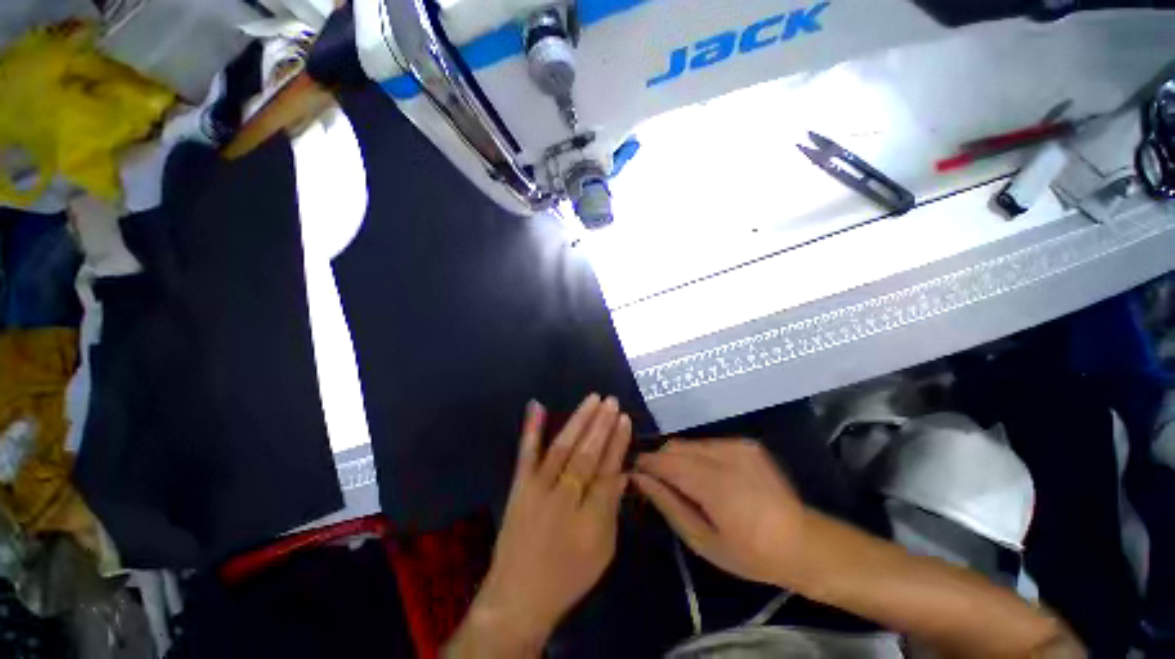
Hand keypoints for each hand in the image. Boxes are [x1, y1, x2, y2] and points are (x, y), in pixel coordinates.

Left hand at [460, 395, 631, 653]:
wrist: (517, 598)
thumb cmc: (567, 577)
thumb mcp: (602, 550)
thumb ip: (611, 508)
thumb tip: (623, 473)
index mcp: (589, 516)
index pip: (607, 469)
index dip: (617, 443)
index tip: (624, 419)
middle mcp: (563, 496)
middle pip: (586, 454)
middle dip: (601, 425)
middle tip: (611, 401)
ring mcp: (538, 488)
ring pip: (562, 447)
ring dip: (578, 420)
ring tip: (592, 399)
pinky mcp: (520, 486)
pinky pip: (526, 454)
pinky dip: (531, 429)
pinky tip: (536, 405)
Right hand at [634, 439, 808, 588]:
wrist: (804, 542)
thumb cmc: (750, 554)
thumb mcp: (703, 540)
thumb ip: (668, 504)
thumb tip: (639, 479)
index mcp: (713, 483)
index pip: (665, 461)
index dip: (646, 464)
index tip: (635, 473)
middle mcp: (724, 455)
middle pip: (676, 446)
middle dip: (661, 460)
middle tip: (658, 482)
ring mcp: (738, 445)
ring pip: (691, 443)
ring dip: (679, 458)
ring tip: (685, 482)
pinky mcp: (746, 443)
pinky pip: (708, 444)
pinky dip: (698, 456)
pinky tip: (709, 477)